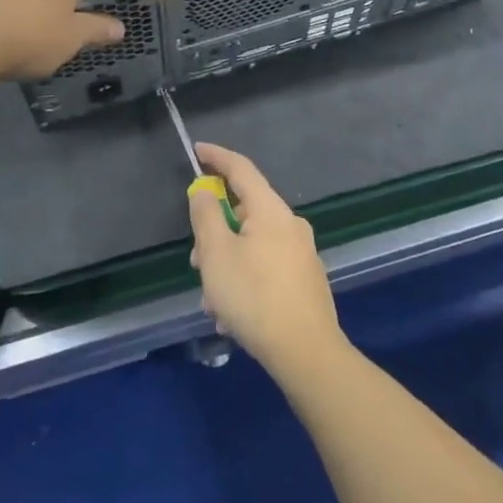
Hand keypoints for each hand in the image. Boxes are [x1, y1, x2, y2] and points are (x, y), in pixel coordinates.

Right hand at [187, 143, 344, 380]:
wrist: (306, 351)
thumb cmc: (254, 296)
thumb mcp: (216, 254)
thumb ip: (206, 216)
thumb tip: (205, 191)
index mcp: (271, 210)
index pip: (241, 169)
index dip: (217, 157)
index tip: (197, 151)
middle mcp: (291, 225)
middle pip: (246, 212)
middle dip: (215, 233)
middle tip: (196, 261)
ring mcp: (302, 253)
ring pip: (253, 246)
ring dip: (227, 265)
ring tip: (213, 303)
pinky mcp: (306, 280)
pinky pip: (266, 268)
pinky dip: (245, 281)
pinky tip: (232, 316)